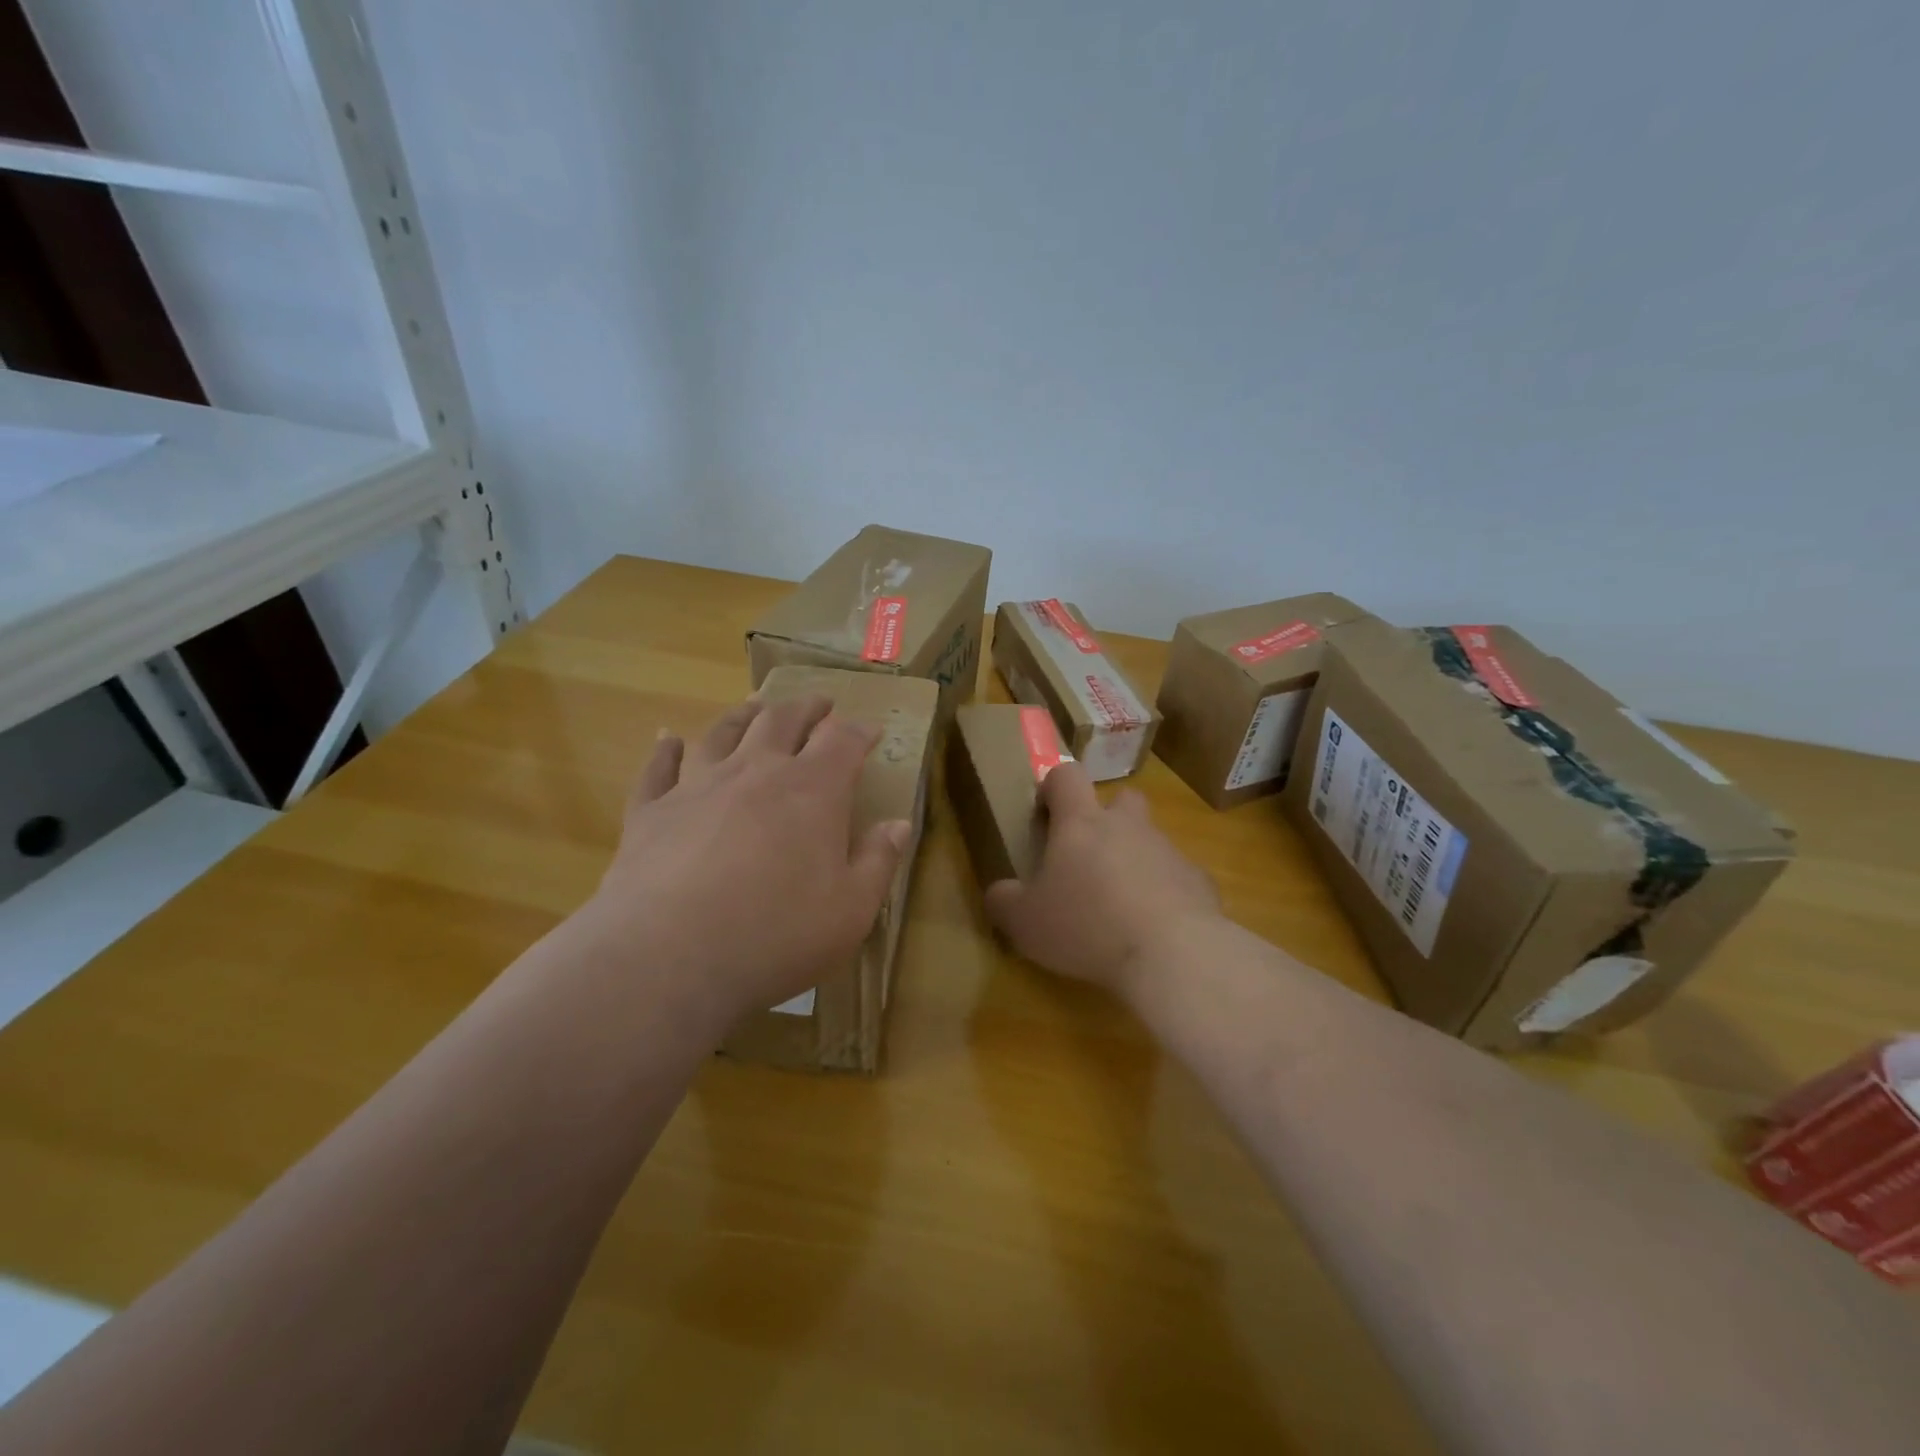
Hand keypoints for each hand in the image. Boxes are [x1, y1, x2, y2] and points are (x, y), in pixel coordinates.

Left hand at [584, 694, 910, 1034]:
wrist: (668, 957)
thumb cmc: (776, 935)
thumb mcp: (851, 910)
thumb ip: (879, 861)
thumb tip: (899, 824)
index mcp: (812, 790)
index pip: (843, 741)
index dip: (861, 731)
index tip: (872, 729)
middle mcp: (756, 771)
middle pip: (782, 721)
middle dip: (806, 708)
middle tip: (819, 704)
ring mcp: (698, 786)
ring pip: (723, 732)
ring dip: (744, 714)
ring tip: (756, 706)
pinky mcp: (650, 811)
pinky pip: (658, 768)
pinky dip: (665, 749)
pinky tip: (668, 738)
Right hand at [983, 763, 1220, 1001]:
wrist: (1172, 954)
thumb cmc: (1086, 926)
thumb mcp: (1025, 922)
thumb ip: (1004, 900)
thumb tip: (999, 892)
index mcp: (1081, 824)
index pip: (1067, 775)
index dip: (1054, 786)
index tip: (1046, 813)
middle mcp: (1127, 826)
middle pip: (1121, 799)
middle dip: (1106, 818)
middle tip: (1089, 857)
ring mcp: (1168, 851)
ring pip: (1149, 840)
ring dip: (1134, 861)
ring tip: (1121, 906)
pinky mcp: (1199, 881)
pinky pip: (1177, 878)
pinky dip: (1165, 894)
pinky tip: (1155, 929)